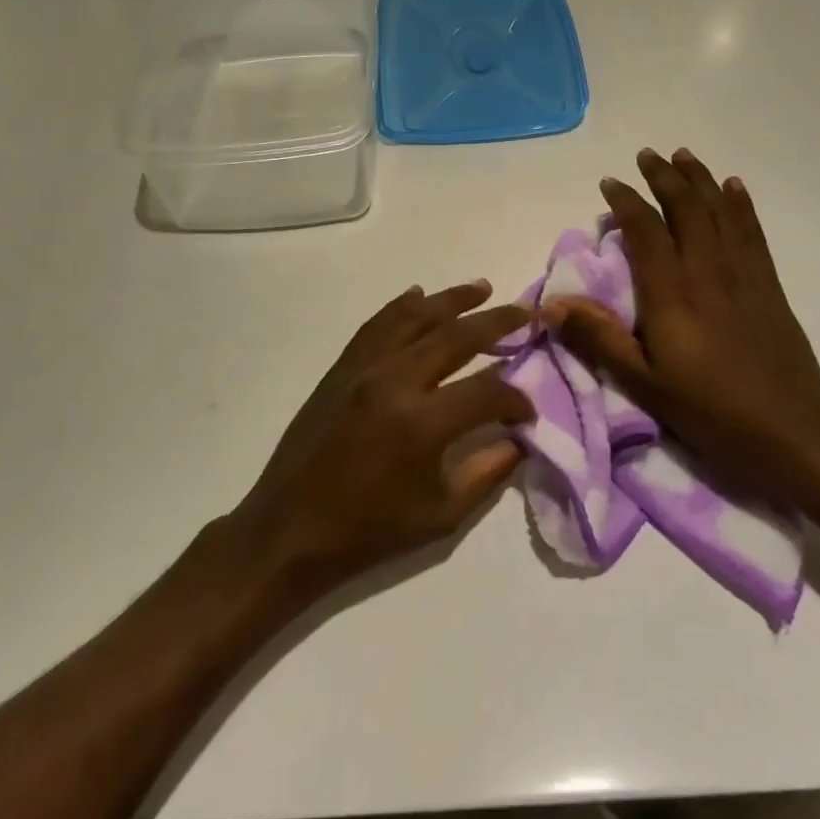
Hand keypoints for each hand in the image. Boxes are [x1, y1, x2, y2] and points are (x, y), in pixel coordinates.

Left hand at [228, 280, 534, 595]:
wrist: (291, 529)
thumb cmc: (369, 531)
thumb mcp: (442, 516)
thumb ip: (489, 471)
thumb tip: (521, 439)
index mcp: (422, 423)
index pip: (487, 392)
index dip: (517, 400)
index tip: (528, 412)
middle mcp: (394, 381)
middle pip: (456, 336)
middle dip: (498, 322)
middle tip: (527, 312)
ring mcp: (363, 368)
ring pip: (414, 317)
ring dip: (452, 299)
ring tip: (482, 287)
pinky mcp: (341, 367)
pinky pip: (377, 325)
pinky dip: (401, 306)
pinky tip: (418, 294)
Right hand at [546, 148, 819, 500]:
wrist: (793, 429)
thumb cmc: (711, 410)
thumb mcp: (643, 383)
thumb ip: (598, 339)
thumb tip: (551, 304)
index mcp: (671, 293)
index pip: (646, 231)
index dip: (627, 202)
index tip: (610, 183)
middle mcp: (707, 271)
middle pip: (686, 209)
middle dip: (665, 177)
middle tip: (648, 155)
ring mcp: (742, 275)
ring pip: (719, 212)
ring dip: (701, 180)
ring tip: (685, 156)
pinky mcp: (768, 285)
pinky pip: (751, 232)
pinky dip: (740, 205)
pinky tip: (734, 188)